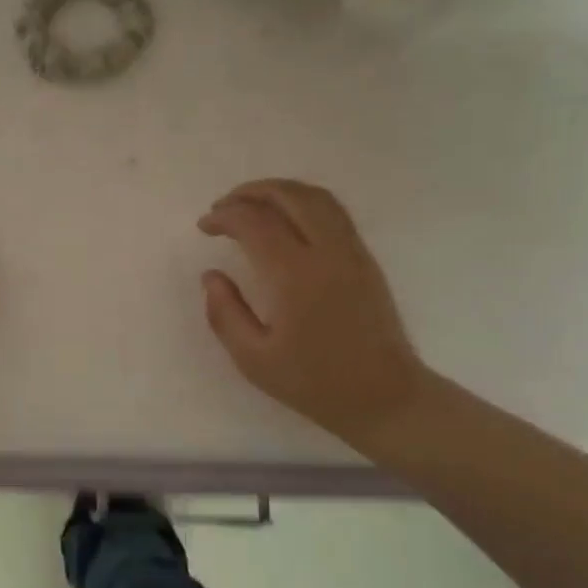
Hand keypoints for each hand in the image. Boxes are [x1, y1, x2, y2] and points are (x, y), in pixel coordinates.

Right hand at [199, 179, 427, 446]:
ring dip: (280, 191)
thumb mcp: (253, 359)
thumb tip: (211, 276)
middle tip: (223, 205)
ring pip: (318, 198)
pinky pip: (334, 213)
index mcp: (295, 277)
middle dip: (252, 191)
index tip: (204, 226)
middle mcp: (328, 253)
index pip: (255, 224)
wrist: (384, 397)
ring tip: (251, 203)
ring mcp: (352, 253)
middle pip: (290, 196)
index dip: (225, 216)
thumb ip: (225, 314)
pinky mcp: (365, 260)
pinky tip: (285, 220)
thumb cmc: (313, 383)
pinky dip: (303, 202)